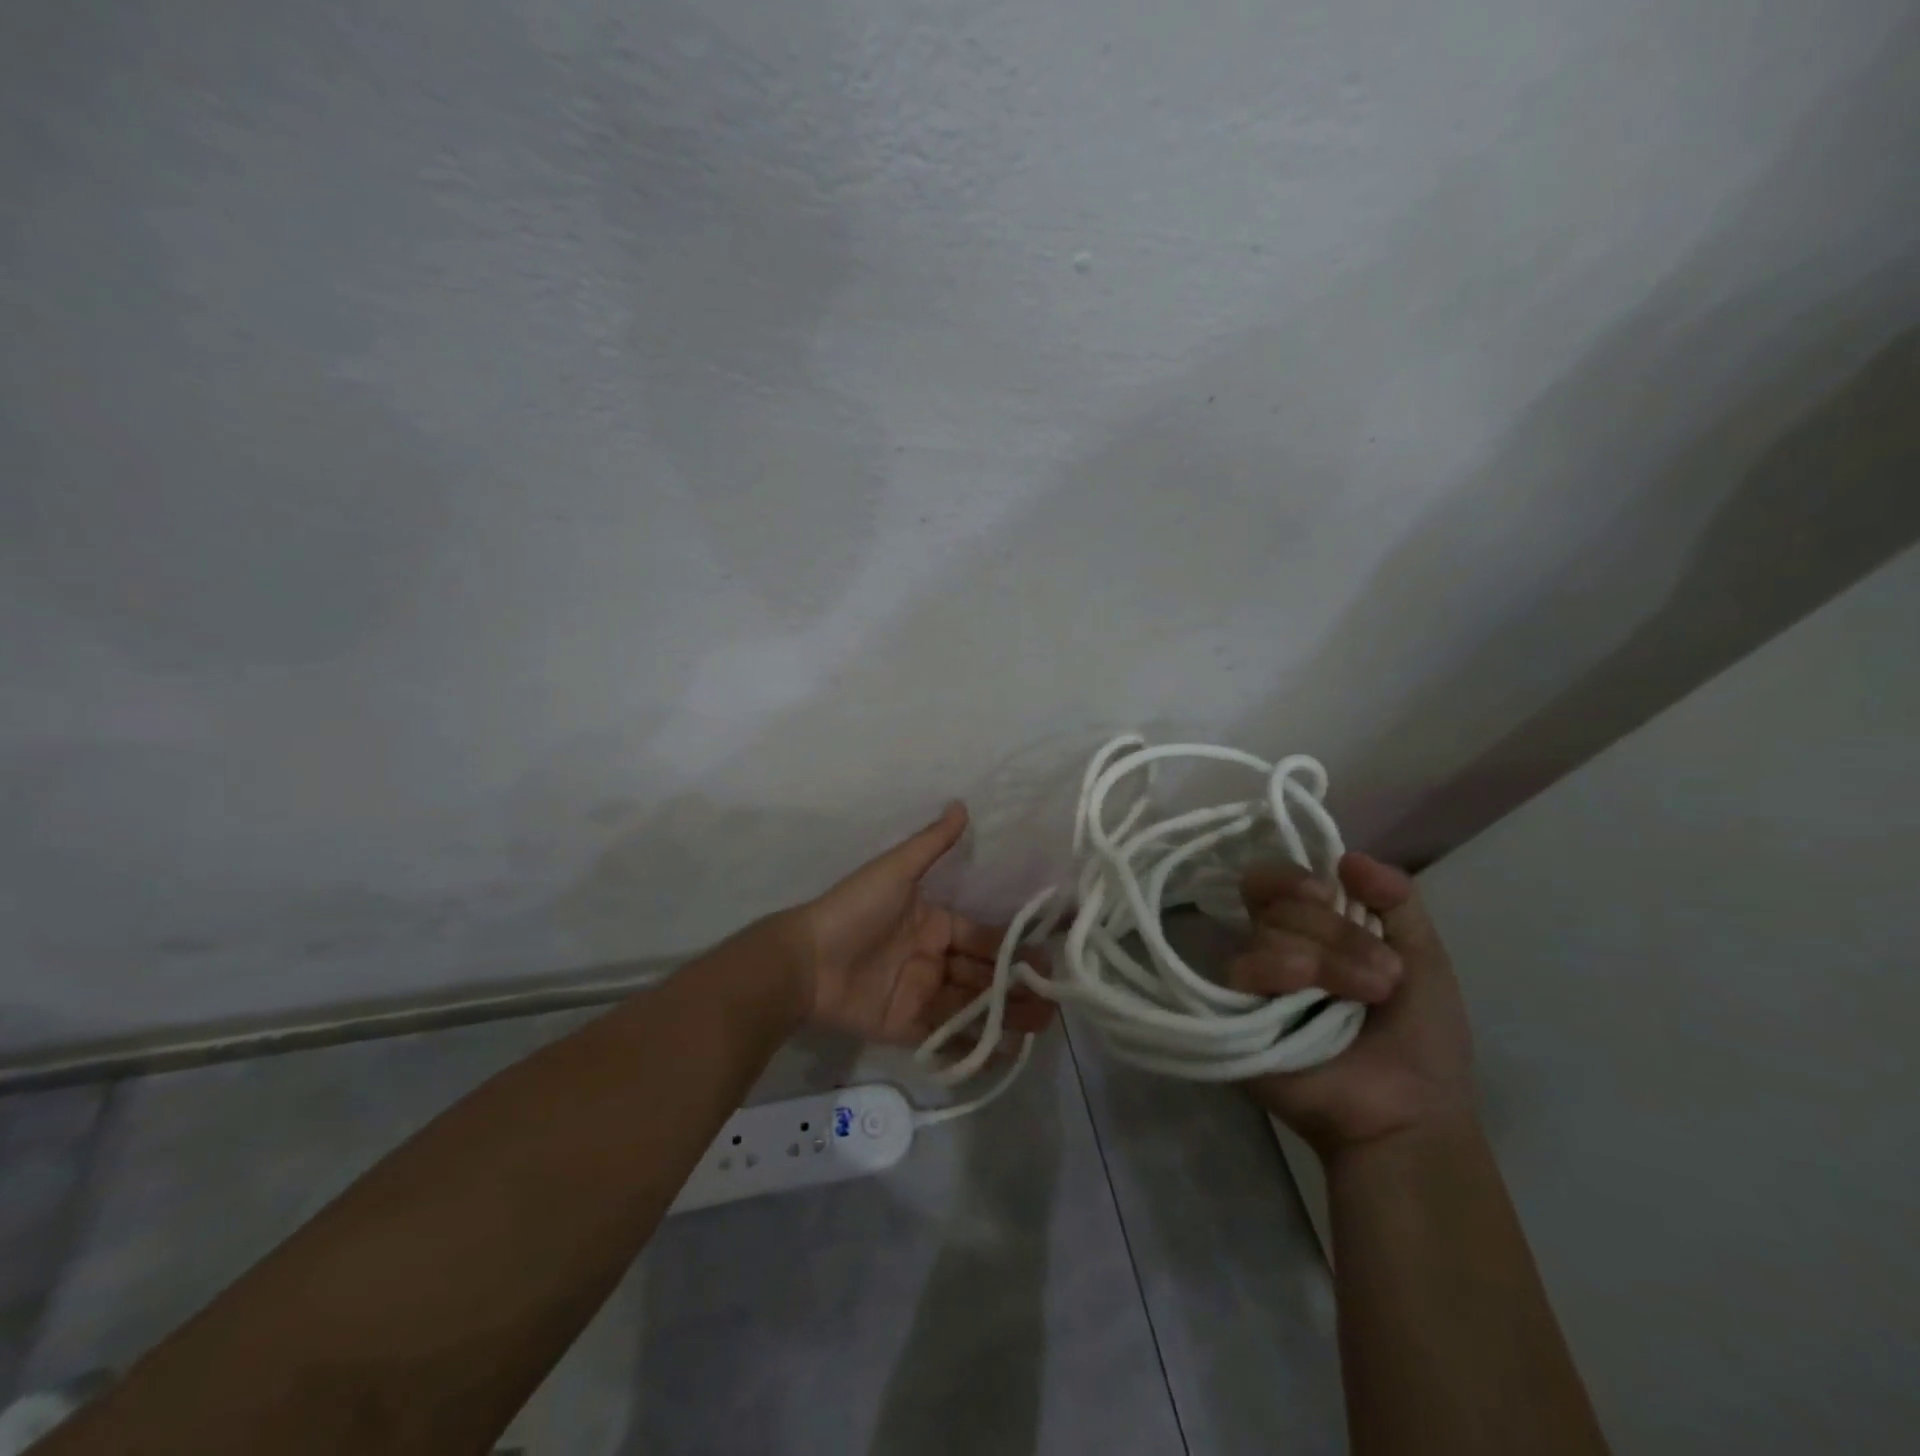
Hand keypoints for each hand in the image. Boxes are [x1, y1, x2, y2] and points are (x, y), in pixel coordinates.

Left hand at [780, 803, 1055, 1047]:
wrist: (806, 960)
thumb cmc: (855, 909)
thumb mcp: (896, 870)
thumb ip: (931, 843)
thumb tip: (961, 804)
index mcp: (934, 925)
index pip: (982, 937)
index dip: (1012, 947)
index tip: (1045, 957)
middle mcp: (932, 960)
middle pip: (983, 975)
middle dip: (1017, 985)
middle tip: (1054, 997)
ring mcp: (920, 995)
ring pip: (972, 1006)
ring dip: (1006, 1014)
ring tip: (1044, 1022)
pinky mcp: (906, 1027)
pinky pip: (946, 1036)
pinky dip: (976, 1044)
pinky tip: (1009, 1051)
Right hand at [1230, 854, 1473, 1159]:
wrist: (1410, 1112)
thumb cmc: (1420, 1038)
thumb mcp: (1424, 956)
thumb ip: (1396, 898)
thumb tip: (1346, 856)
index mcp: (1306, 930)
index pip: (1269, 880)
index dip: (1292, 878)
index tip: (1329, 896)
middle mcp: (1270, 947)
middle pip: (1273, 902)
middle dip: (1337, 933)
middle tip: (1382, 977)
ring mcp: (1249, 982)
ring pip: (1265, 934)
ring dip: (1326, 961)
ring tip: (1362, 999)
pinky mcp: (1231, 1013)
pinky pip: (1243, 969)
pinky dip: (1284, 977)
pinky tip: (1311, 1004)